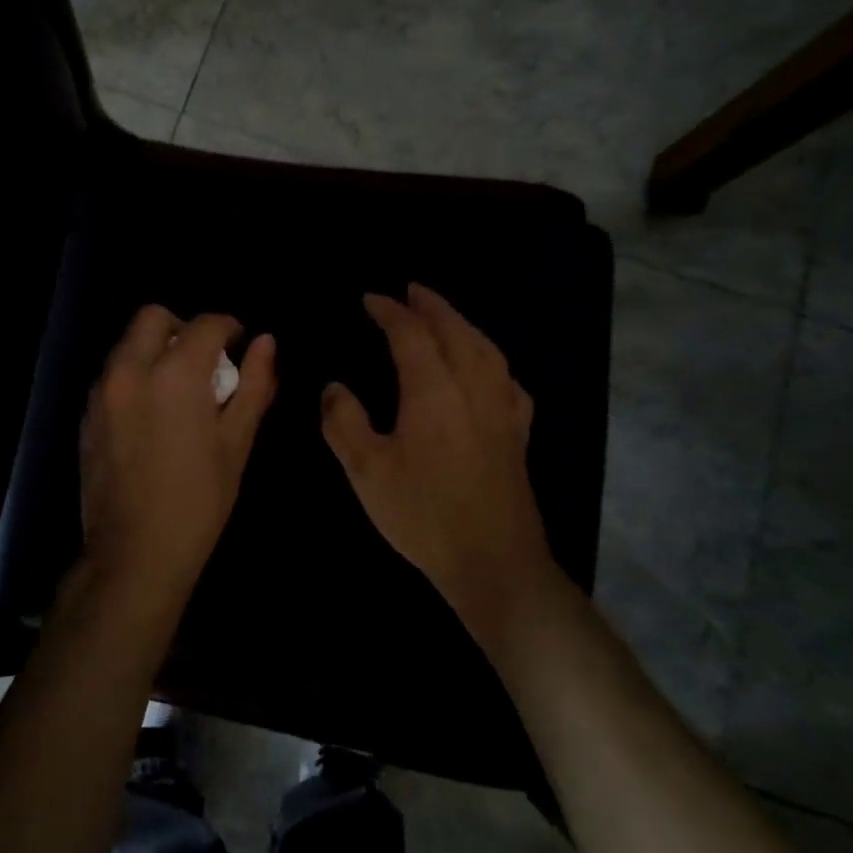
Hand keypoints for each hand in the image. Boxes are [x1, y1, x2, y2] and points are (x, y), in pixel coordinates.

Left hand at [79, 307, 277, 613]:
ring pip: (128, 342)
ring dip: (156, 349)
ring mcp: (102, 391)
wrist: (135, 553)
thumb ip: (254, 384)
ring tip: (178, 388)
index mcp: (175, 374)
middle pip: (154, 317)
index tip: (239, 343)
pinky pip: (112, 372)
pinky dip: (135, 373)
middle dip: (184, 327)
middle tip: (205, 360)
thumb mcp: (237, 442)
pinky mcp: (87, 413)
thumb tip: (266, 342)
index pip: (206, 324)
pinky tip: (152, 412)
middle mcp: (131, 369)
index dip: (229, 327)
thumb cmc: (199, 500)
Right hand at [320, 284, 564, 653]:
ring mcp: (502, 409)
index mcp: (433, 390)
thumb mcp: (366, 471)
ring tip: (445, 316)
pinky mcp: (518, 433)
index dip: (389, 311)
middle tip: (411, 290)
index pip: (411, 333)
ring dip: (462, 323)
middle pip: (455, 330)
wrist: (494, 562)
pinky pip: (507, 379)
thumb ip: (345, 422)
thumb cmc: (424, 514)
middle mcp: (472, 387)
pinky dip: (492, 360)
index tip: (370, 299)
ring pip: (486, 348)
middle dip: (431, 305)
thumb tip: (334, 387)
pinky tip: (488, 369)